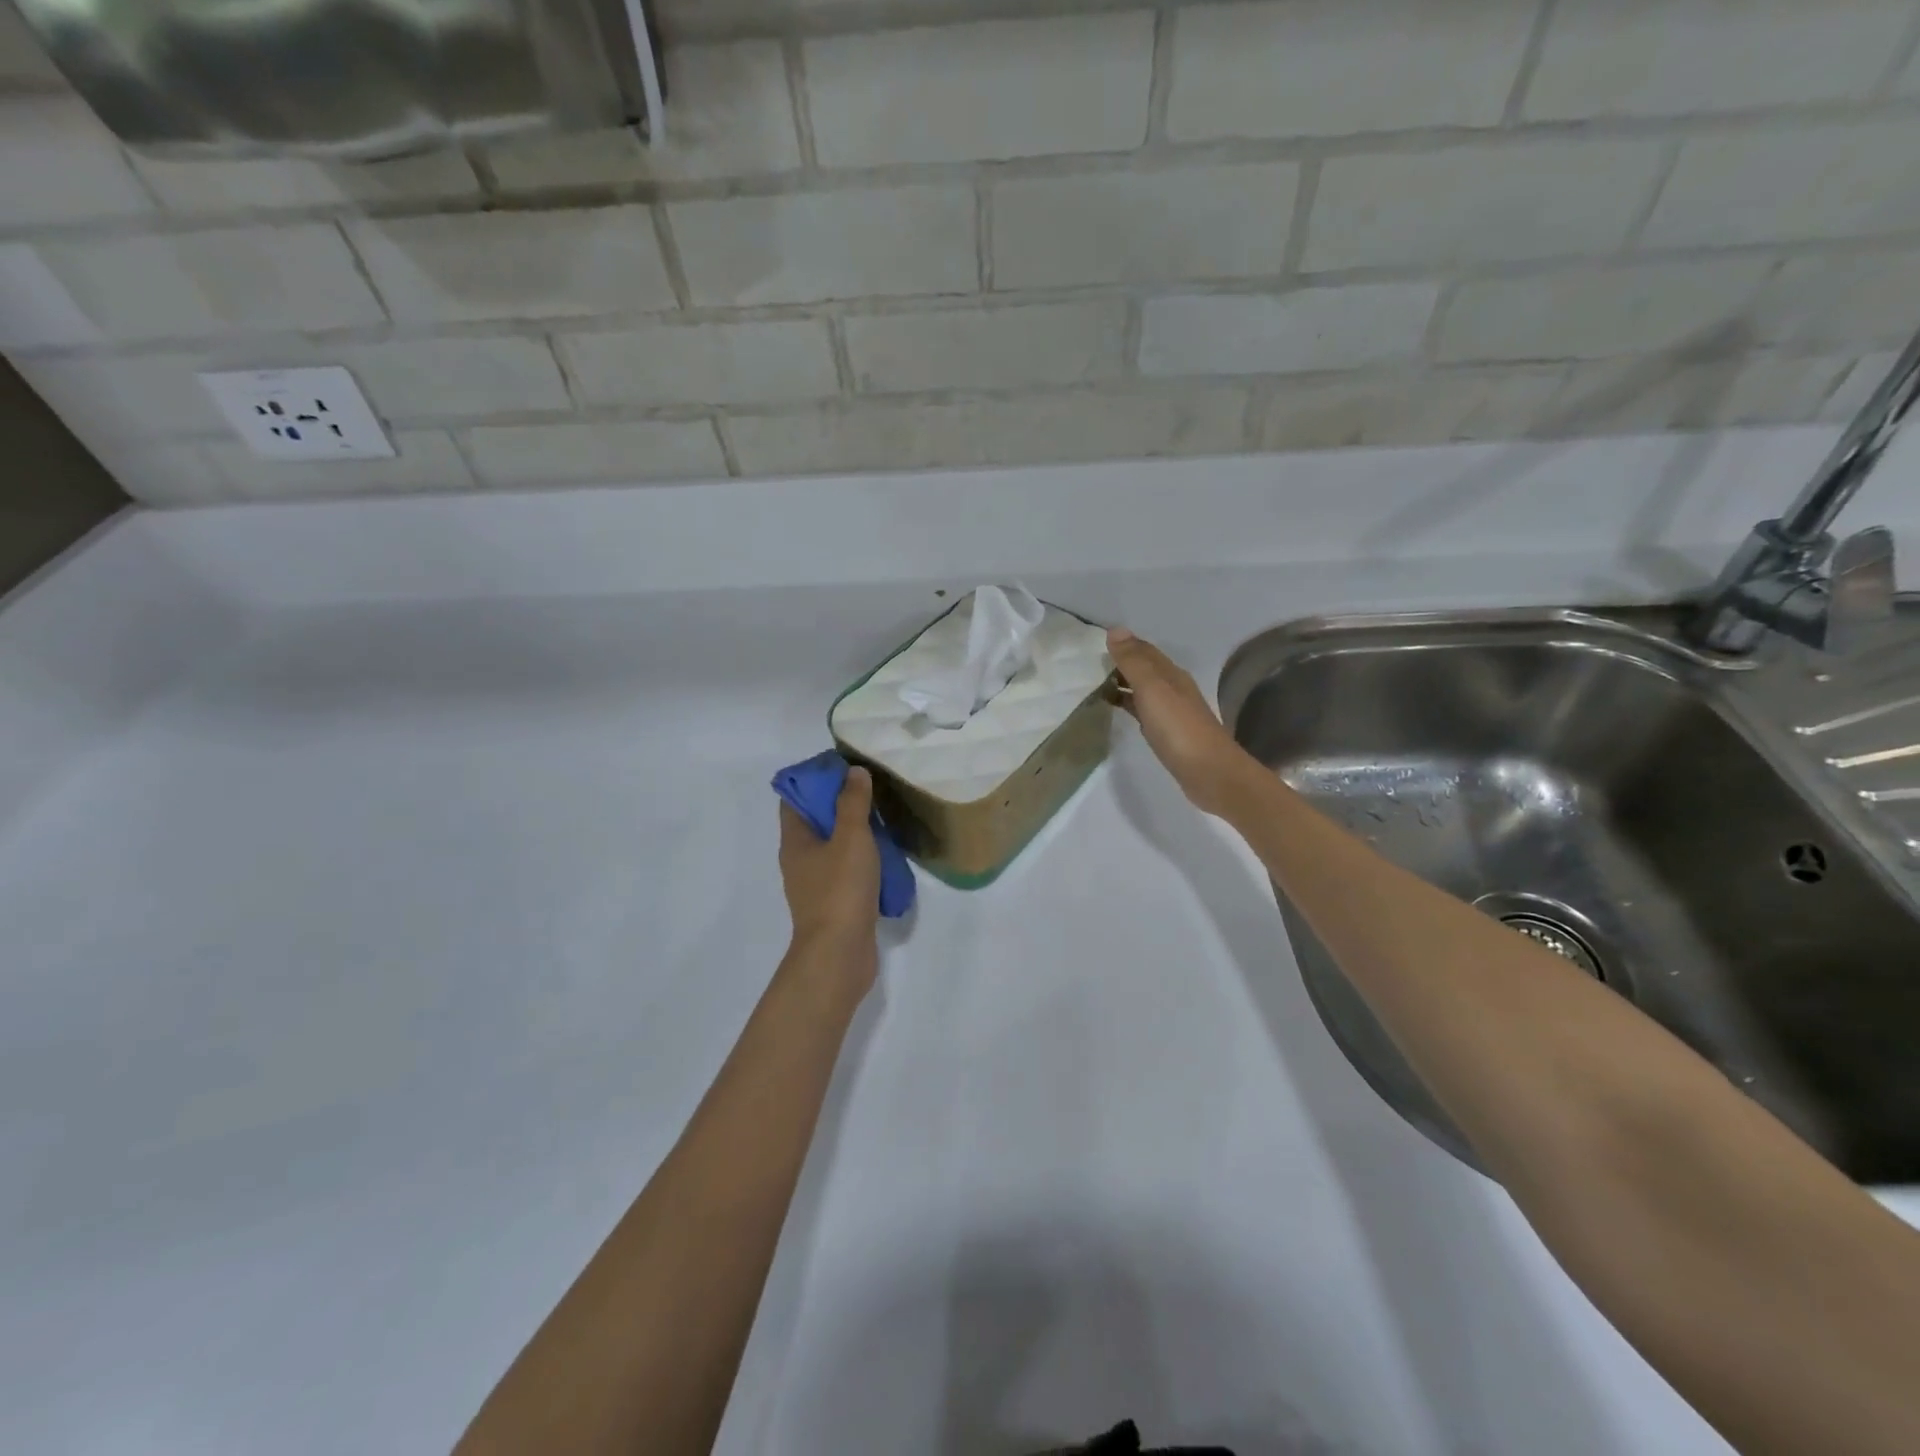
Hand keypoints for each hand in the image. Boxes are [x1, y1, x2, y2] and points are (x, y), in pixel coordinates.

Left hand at [778, 766, 881, 982]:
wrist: (839, 954)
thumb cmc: (840, 889)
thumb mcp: (850, 838)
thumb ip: (853, 803)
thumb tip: (853, 772)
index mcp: (794, 841)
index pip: (794, 798)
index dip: (814, 779)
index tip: (844, 768)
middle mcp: (799, 860)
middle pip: (814, 821)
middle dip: (839, 803)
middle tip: (870, 789)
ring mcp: (816, 884)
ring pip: (832, 847)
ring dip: (853, 832)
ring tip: (882, 817)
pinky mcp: (834, 903)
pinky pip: (845, 870)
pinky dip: (861, 859)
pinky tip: (885, 855)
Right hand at [1107, 628, 1252, 816]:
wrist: (1209, 772)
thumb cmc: (1178, 728)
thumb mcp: (1153, 689)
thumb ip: (1133, 661)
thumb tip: (1115, 630)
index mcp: (1170, 674)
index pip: (1144, 650)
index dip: (1123, 644)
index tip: (1095, 642)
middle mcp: (1173, 688)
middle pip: (1145, 668)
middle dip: (1120, 663)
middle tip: (1088, 663)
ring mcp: (1171, 712)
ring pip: (1143, 689)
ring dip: (1123, 683)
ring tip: (1094, 684)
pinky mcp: (1167, 733)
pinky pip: (1143, 710)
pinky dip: (1128, 704)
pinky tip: (1115, 709)